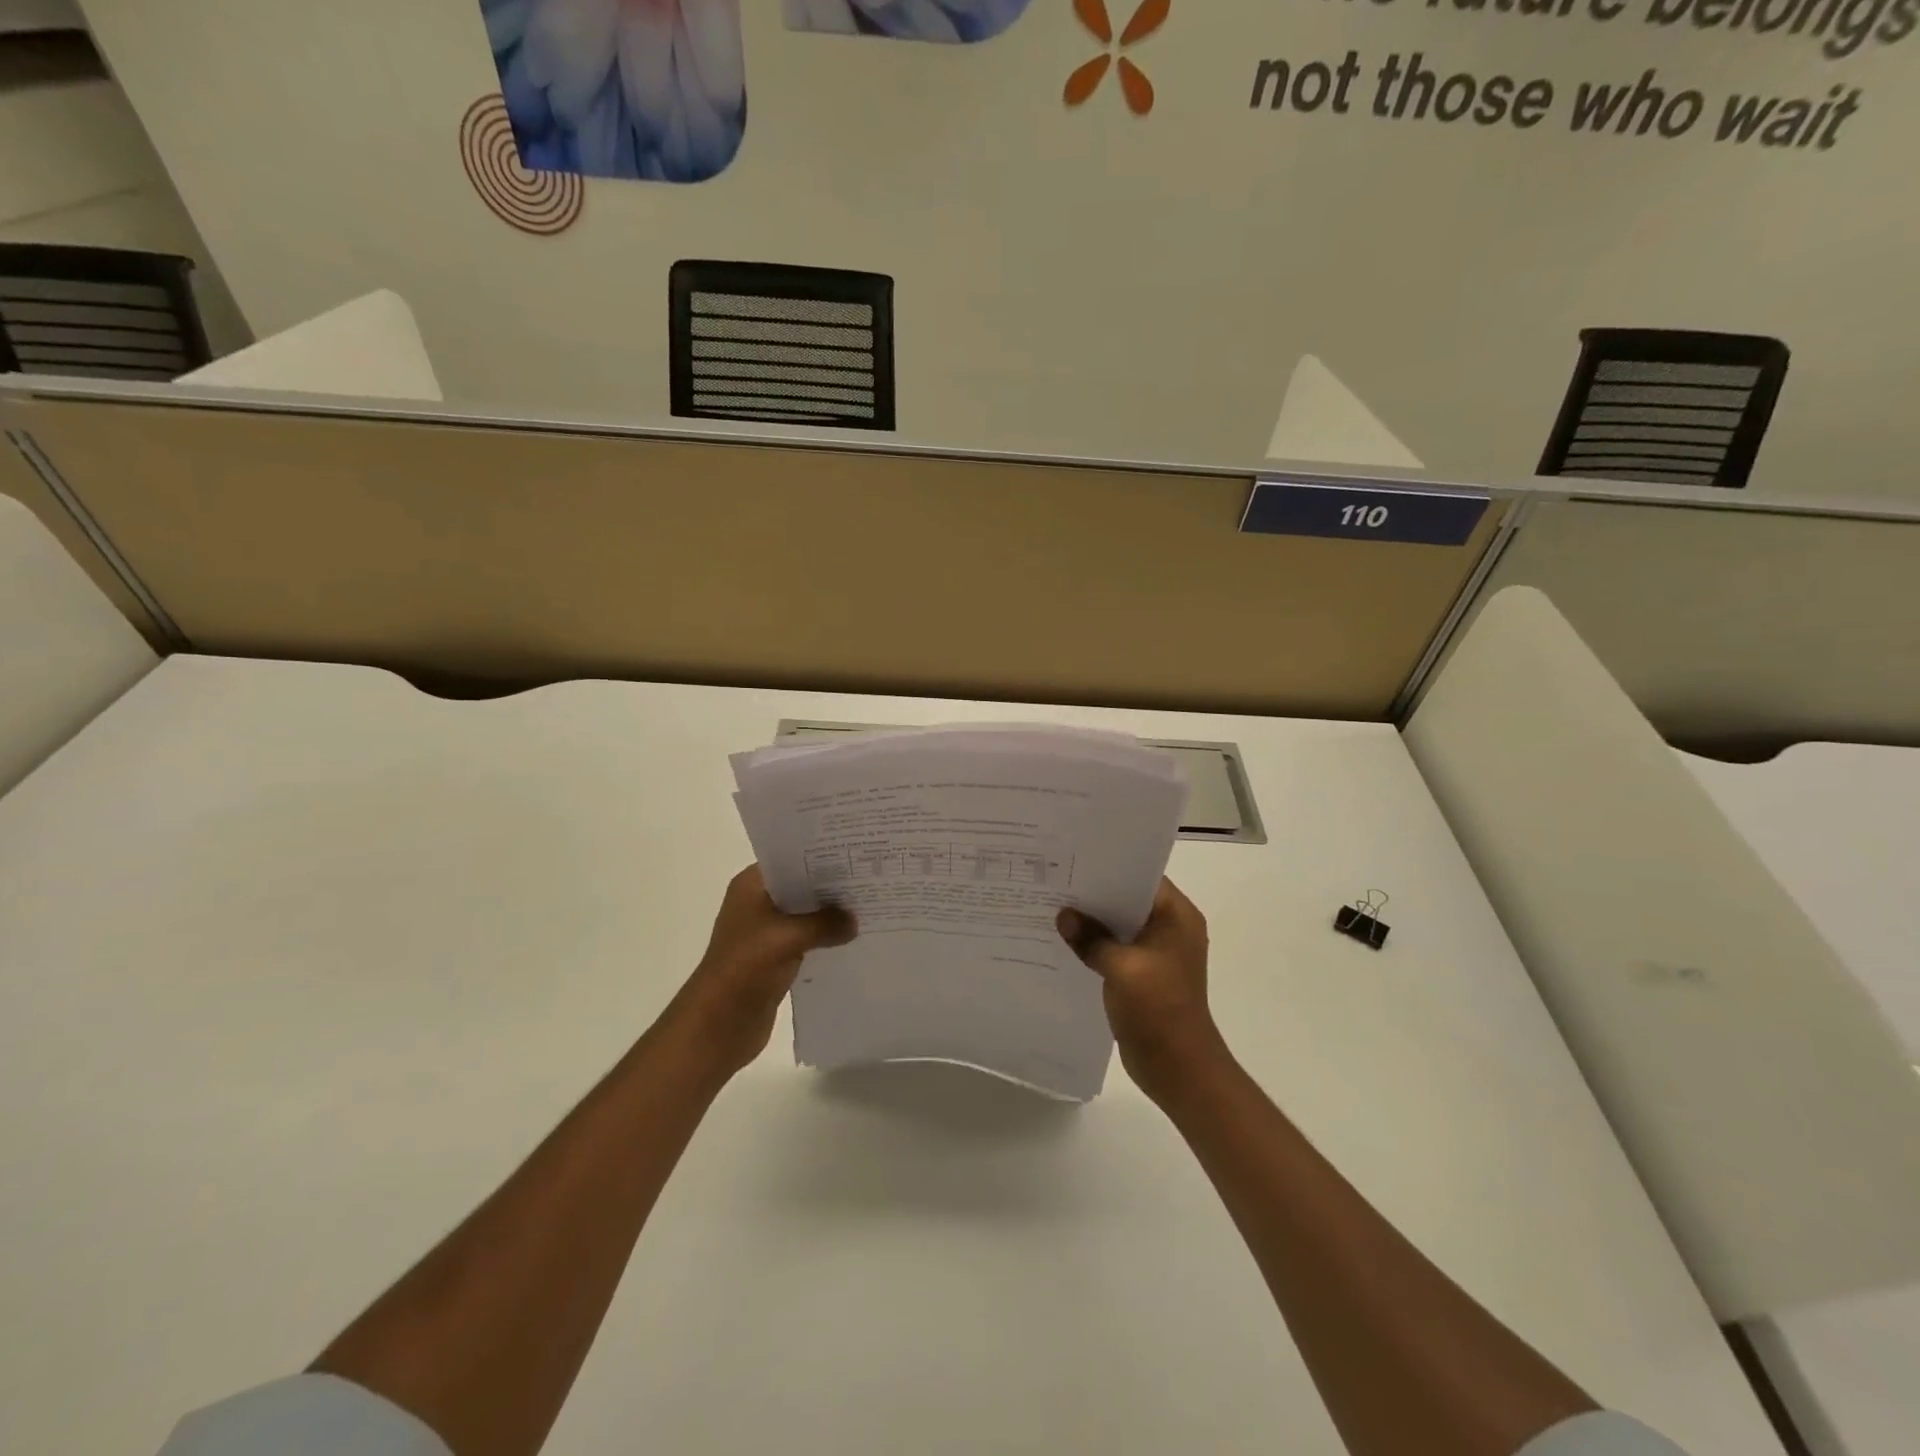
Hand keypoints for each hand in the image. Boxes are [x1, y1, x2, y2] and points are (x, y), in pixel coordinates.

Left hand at [667, 865, 855, 1077]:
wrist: (717, 1025)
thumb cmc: (745, 968)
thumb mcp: (788, 937)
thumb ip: (825, 923)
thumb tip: (854, 920)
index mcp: (751, 886)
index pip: (791, 859)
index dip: (822, 856)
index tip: (856, 854)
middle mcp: (758, 903)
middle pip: (801, 887)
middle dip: (832, 886)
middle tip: (871, 878)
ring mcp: (766, 932)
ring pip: (806, 915)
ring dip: (830, 915)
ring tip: (869, 906)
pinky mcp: (775, 958)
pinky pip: (807, 940)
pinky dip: (825, 938)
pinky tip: (853, 938)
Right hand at [1058, 879, 1226, 1102]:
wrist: (1178, 1068)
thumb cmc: (1158, 1009)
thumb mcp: (1121, 968)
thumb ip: (1091, 938)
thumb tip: (1063, 916)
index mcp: (1177, 917)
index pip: (1143, 877)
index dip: (1110, 868)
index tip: (1074, 861)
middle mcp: (1170, 929)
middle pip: (1128, 901)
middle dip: (1095, 895)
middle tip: (1056, 881)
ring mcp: (1157, 954)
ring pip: (1119, 926)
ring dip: (1093, 922)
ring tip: (1054, 908)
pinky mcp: (1144, 975)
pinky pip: (1116, 950)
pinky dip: (1095, 946)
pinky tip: (1065, 943)